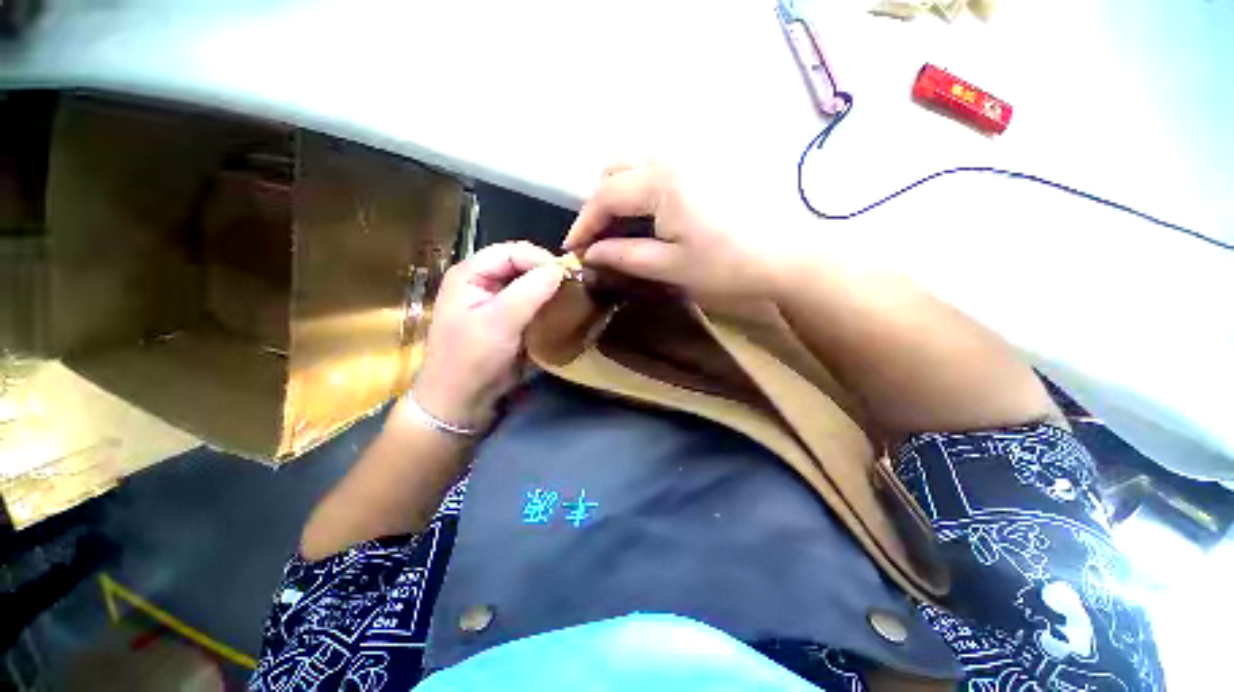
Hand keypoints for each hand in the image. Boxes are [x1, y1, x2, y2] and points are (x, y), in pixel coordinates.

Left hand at [409, 242, 564, 431]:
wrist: (460, 398)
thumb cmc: (473, 358)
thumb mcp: (499, 323)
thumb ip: (529, 292)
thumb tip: (559, 269)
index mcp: (470, 273)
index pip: (511, 252)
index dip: (540, 259)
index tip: (568, 275)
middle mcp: (480, 280)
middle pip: (519, 264)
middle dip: (545, 272)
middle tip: (571, 286)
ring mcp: (492, 298)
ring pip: (526, 281)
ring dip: (547, 287)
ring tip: (568, 295)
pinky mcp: (503, 316)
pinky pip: (527, 300)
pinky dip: (543, 302)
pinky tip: (557, 309)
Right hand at [562, 161, 786, 301]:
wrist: (786, 255)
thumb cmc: (726, 265)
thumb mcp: (669, 267)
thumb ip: (624, 256)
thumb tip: (591, 254)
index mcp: (661, 180)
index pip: (605, 195)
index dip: (584, 223)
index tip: (573, 249)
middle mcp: (672, 156)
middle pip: (615, 170)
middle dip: (599, 204)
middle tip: (598, 238)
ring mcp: (692, 155)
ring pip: (636, 165)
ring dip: (619, 194)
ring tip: (619, 229)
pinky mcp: (706, 163)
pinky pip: (659, 169)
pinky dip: (641, 190)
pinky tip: (648, 216)